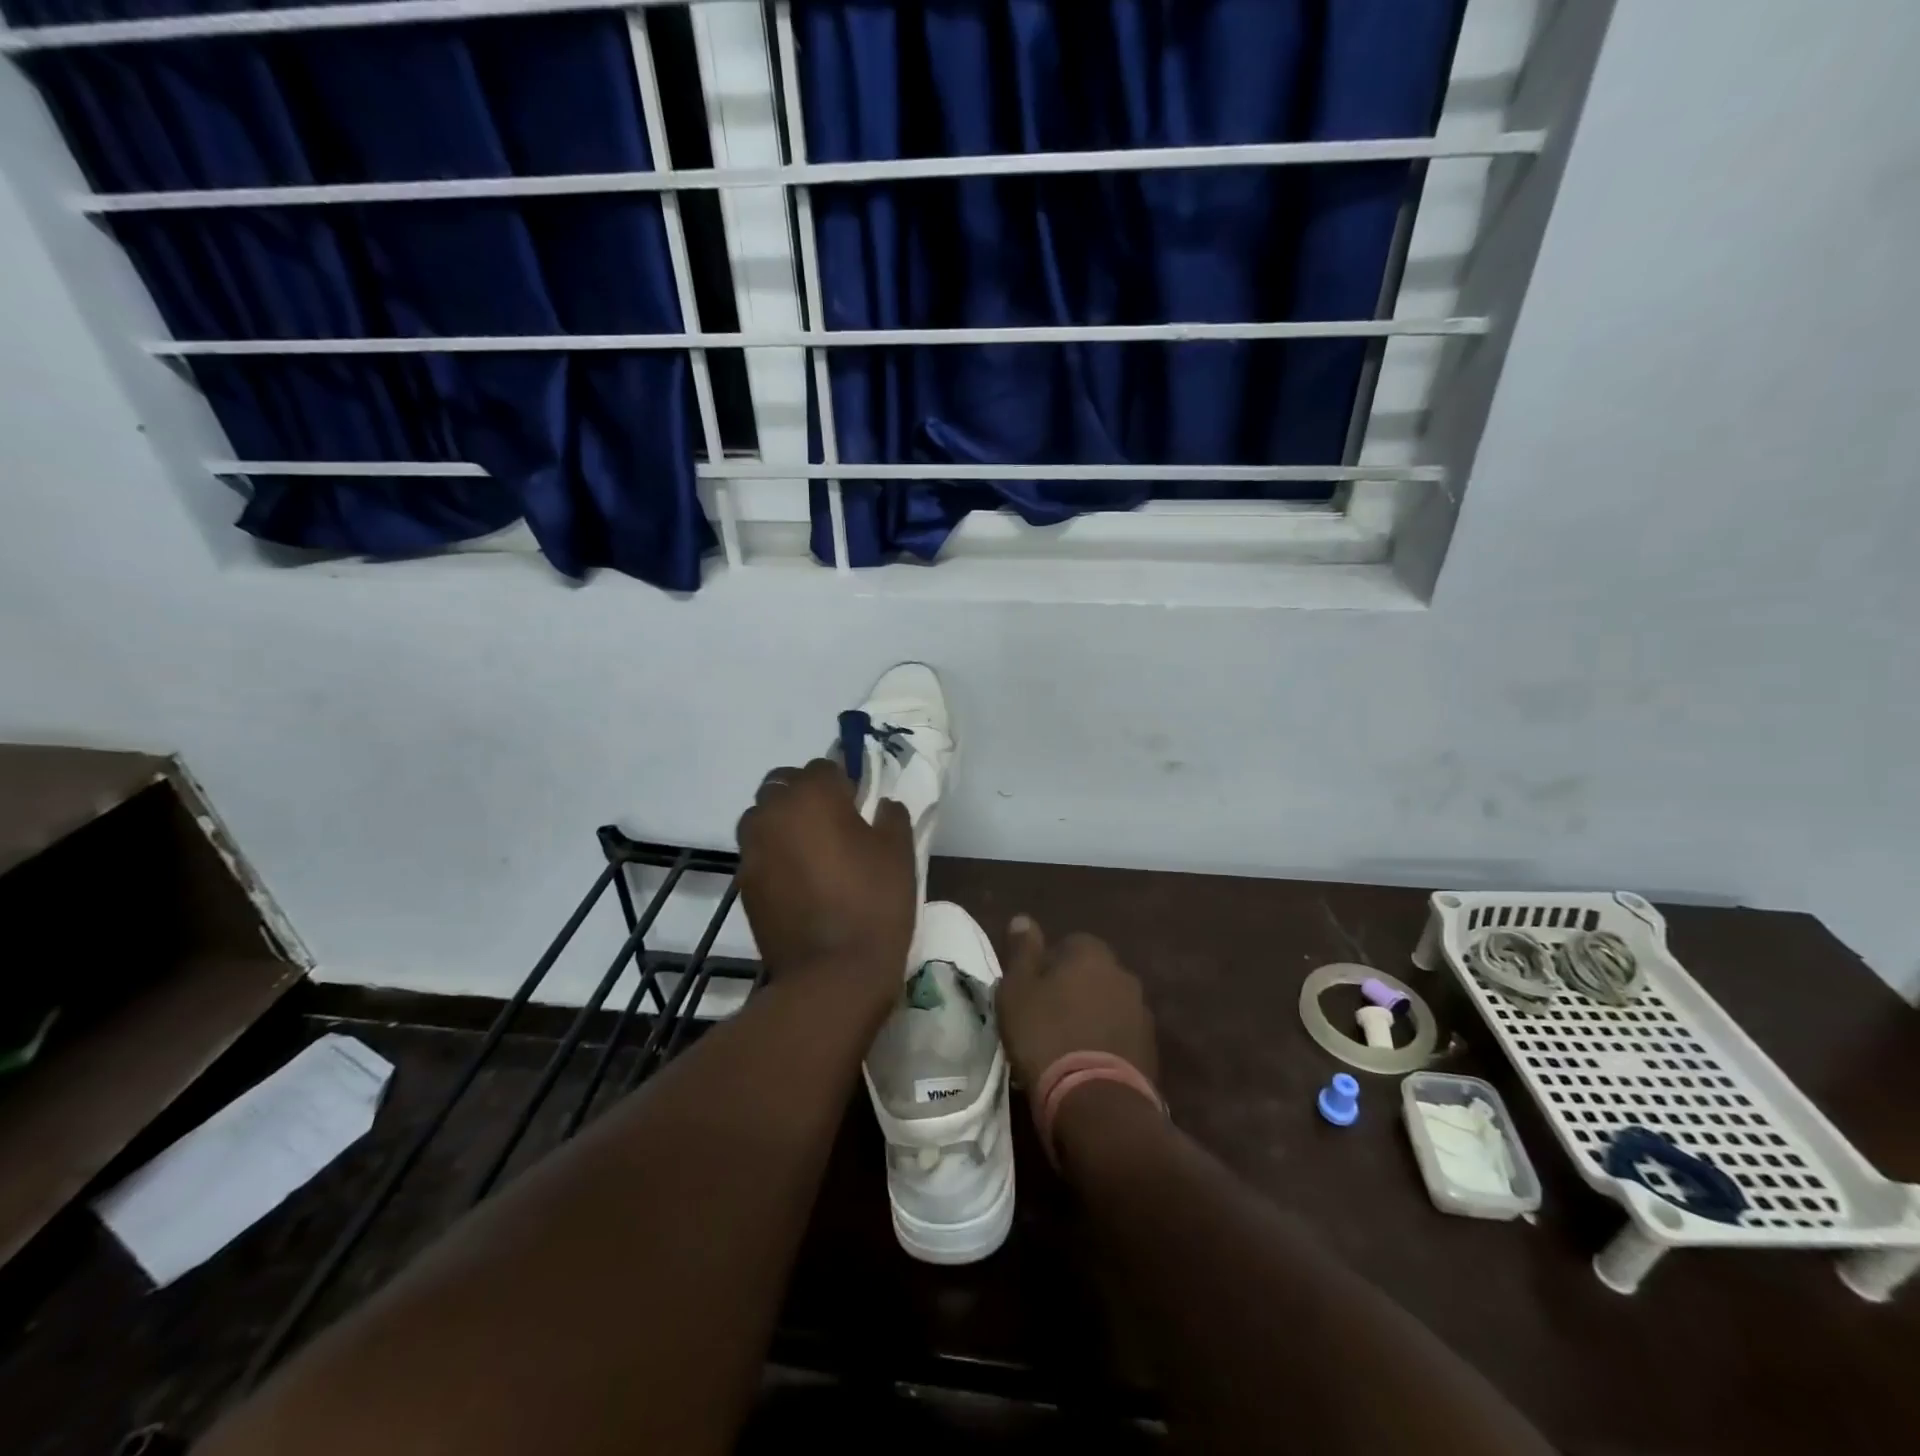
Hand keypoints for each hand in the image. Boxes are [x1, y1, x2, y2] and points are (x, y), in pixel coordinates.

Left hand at [736, 759, 914, 1009]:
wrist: (832, 974)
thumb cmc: (874, 902)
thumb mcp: (899, 851)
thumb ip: (890, 815)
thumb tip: (880, 804)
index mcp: (811, 795)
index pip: (824, 767)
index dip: (844, 784)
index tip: (860, 807)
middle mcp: (772, 812)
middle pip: (783, 785)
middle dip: (805, 796)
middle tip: (834, 825)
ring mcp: (752, 849)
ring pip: (763, 818)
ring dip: (783, 823)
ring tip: (812, 853)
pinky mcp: (743, 884)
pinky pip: (759, 854)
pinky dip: (775, 856)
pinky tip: (800, 883)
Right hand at [997, 917, 1158, 1090]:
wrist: (1095, 1100)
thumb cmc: (1046, 1035)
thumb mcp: (1017, 990)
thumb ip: (1021, 951)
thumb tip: (1023, 919)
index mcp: (1091, 953)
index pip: (1068, 944)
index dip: (1047, 966)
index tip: (1032, 992)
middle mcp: (1123, 973)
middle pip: (1091, 973)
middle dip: (1073, 989)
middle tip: (1046, 1018)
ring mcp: (1141, 1011)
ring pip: (1108, 1003)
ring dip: (1092, 1016)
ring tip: (1067, 1045)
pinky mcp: (1150, 1048)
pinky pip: (1121, 1034)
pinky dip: (1107, 1041)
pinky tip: (1087, 1063)